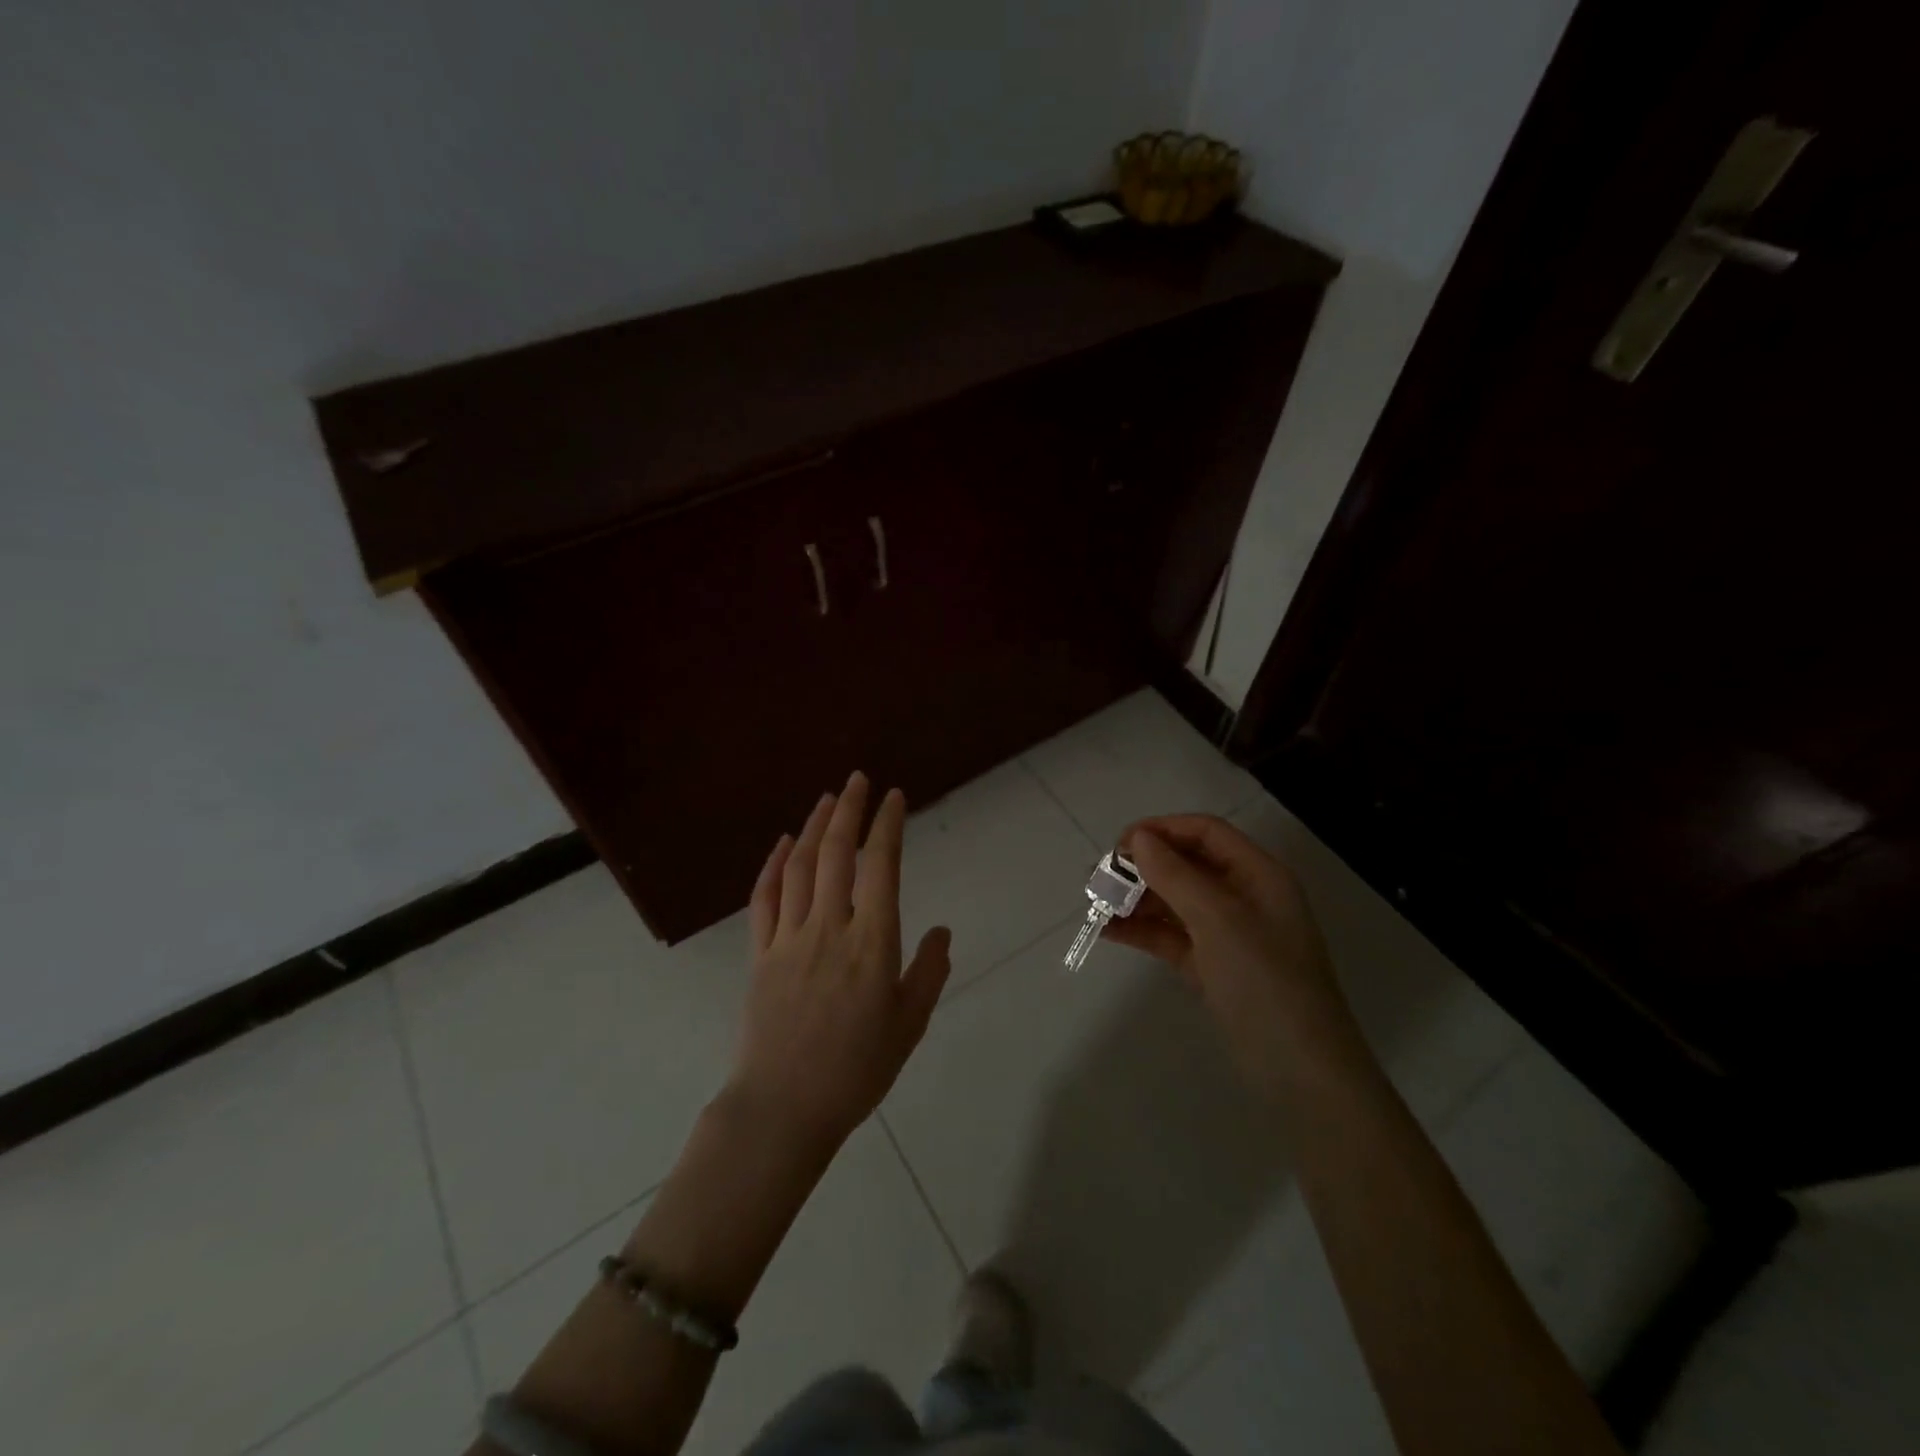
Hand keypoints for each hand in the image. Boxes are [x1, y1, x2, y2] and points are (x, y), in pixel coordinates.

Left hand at [727, 772, 951, 1151]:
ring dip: (814, 827)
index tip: (893, 797)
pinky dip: (773, 865)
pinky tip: (782, 843)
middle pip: (837, 854)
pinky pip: (764, 898)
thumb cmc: (855, 1070)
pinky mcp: (759, 953)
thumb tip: (940, 931)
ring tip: (827, 799)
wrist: (783, 1108)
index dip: (887, 826)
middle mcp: (829, 928)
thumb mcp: (909, 1025)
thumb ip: (928, 972)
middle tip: (858, 779)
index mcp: (872, 943)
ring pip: (800, 867)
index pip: (881, 867)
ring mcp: (789, 938)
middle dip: (849, 810)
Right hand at [1106, 814, 1352, 1093]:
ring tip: (1094, 903)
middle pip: (1186, 864)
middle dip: (1143, 866)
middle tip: (1098, 877)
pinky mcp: (1212, 967)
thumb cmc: (1265, 982)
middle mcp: (1244, 897)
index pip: (1205, 832)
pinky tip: (1107, 930)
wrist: (1301, 1073)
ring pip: (1175, 901)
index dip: (1162, 829)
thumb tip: (1139, 839)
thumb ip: (1176, 875)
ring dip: (1136, 898)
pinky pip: (1171, 936)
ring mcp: (1228, 934)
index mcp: (1258, 875)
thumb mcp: (1219, 920)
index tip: (1119, 845)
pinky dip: (1142, 930)